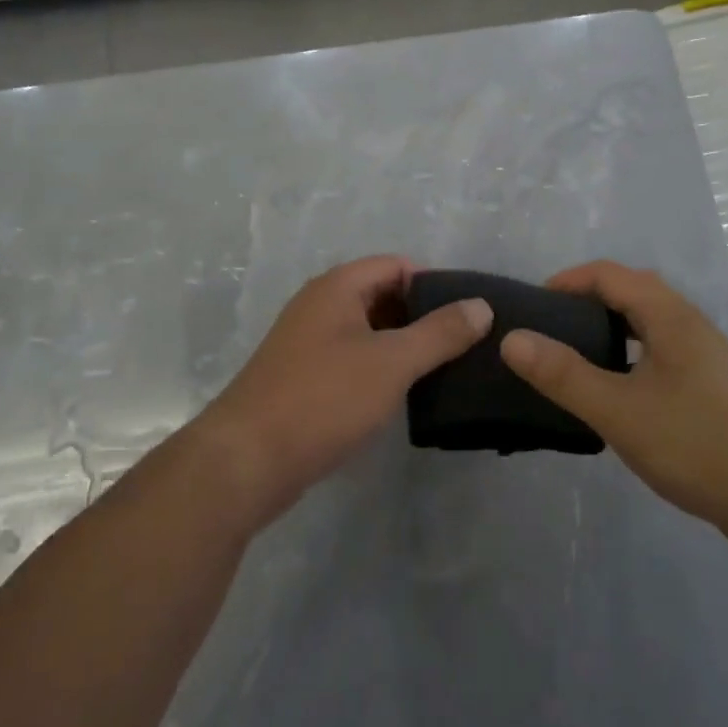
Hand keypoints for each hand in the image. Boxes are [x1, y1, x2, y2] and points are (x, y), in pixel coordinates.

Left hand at [195, 256, 492, 528]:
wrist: (246, 461)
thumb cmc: (323, 399)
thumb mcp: (391, 362)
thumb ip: (439, 333)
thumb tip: (481, 305)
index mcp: (337, 287)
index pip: (397, 265)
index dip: (435, 284)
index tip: (469, 314)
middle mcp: (320, 305)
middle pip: (382, 296)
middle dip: (422, 316)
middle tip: (466, 344)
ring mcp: (308, 343)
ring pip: (368, 331)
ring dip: (403, 345)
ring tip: (446, 370)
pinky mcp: (303, 378)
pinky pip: (352, 359)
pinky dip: (380, 368)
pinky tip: (405, 394)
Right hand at [499, 261, 727, 532]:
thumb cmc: (696, 442)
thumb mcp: (619, 410)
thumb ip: (563, 375)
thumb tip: (511, 339)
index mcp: (669, 315)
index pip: (610, 274)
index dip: (568, 280)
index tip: (533, 304)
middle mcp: (689, 323)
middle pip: (632, 291)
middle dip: (588, 299)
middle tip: (551, 327)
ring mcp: (705, 355)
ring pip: (649, 322)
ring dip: (611, 326)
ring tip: (576, 354)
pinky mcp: (712, 385)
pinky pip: (660, 349)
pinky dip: (630, 352)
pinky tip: (618, 388)